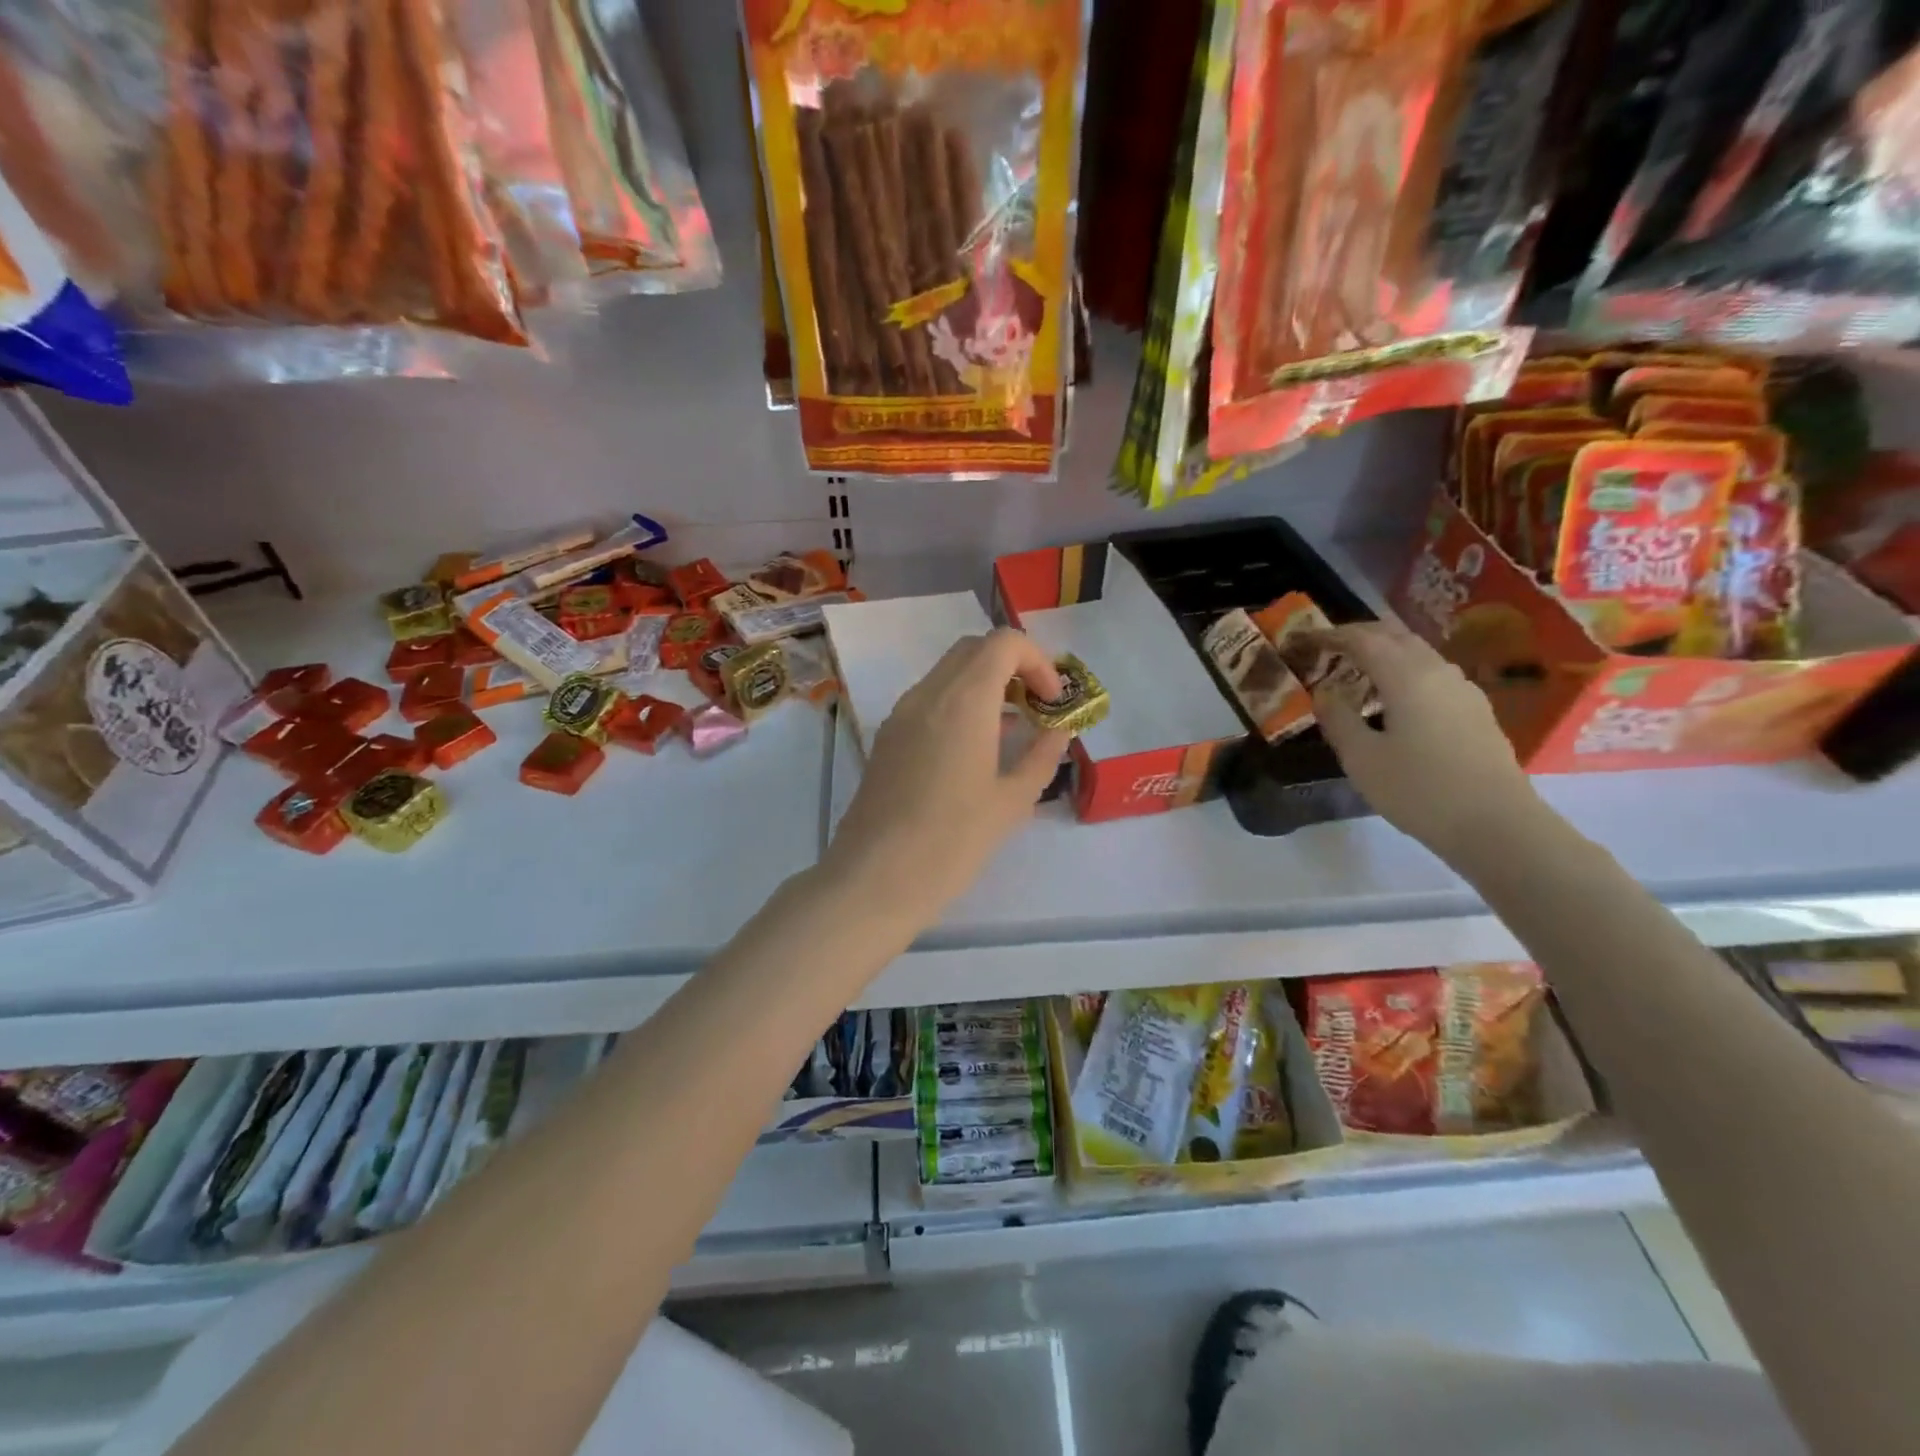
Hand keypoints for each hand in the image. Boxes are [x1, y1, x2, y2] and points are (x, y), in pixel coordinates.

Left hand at [824, 629, 1070, 928]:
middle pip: (973, 650)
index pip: (1002, 642)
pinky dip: (958, 705)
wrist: (874, 879)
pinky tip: (973, 751)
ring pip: (947, 674)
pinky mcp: (886, 738)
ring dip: (984, 686)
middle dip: (1012, 667)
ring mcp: (900, 715)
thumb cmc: (952, 841)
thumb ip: (1041, 756)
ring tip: (1011, 731)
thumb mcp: (1011, 801)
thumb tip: (1058, 730)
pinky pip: (928, 701)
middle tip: (1036, 707)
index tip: (1052, 701)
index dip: (1037, 661)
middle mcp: (927, 694)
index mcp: (963, 701)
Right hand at [1305, 620, 1541, 859]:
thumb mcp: (1361, 758)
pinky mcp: (1475, 710)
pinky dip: (1405, 671)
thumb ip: (1338, 719)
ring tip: (1358, 672)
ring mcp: (1463, 690)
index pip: (1363, 639)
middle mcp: (1438, 671)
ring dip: (1385, 652)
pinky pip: (1432, 674)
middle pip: (1395, 636)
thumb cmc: (1418, 790)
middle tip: (1329, 649)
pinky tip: (1394, 699)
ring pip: (1418, 653)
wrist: (1496, 825)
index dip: (1331, 635)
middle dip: (1360, 635)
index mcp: (1407, 676)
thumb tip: (1324, 692)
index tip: (1305, 640)